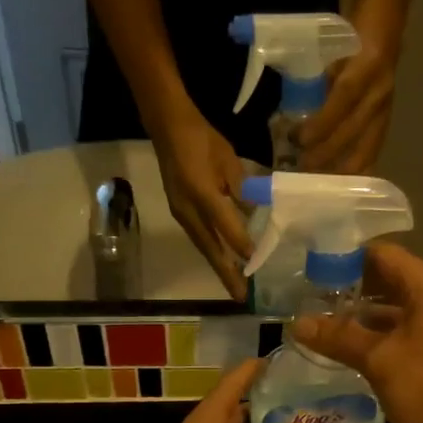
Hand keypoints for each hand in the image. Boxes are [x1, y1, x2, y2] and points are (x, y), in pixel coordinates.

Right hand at [152, 113, 252, 299]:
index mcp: (201, 190)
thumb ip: (240, 187)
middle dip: (226, 272)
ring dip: (219, 268)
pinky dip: (213, 253)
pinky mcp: (180, 213)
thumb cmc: (202, 138)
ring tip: (235, 286)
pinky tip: (224, 262)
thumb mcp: (228, 159)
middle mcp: (188, 208)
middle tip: (241, 296)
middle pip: (210, 247)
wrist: (167, 127)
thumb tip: (254, 213)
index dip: (240, 243)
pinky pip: (199, 238)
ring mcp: (181, 213)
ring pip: (204, 246)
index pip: (224, 223)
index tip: (255, 261)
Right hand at [292, 243, 422, 422]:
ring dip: (355, 318)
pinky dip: (371, 339)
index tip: (306, 271)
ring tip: (314, 325)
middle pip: (383, 280)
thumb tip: (297, 323)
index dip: (343, 258)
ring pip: (388, 311)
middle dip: (345, 289)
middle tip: (303, 300)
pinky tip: (341, 352)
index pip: (380, 254)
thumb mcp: (380, 360)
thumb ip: (338, 338)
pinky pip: (396, 335)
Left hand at [295, 30, 397, 174]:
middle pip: (353, 132)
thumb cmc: (351, 34)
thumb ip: (316, 79)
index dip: (321, 123)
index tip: (298, 139)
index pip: (343, 98)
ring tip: (319, 182)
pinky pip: (372, 152)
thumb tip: (291, 114)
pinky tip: (341, 183)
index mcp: (367, 65)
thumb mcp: (330, 47)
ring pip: (367, 149)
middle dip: (326, 154)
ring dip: (341, 170)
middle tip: (301, 168)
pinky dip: (356, 170)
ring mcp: (387, 108)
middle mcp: (380, 90)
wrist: (386, 23)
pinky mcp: (387, 121)